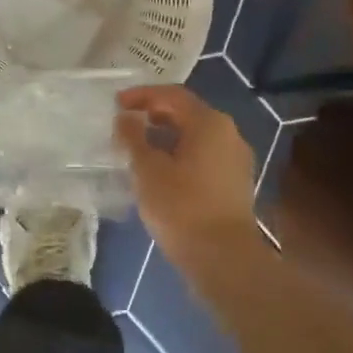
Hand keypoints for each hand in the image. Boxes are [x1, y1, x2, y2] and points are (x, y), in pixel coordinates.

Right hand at [115, 85, 261, 273]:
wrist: (223, 258)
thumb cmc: (182, 207)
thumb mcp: (148, 170)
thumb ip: (134, 138)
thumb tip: (125, 118)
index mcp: (209, 122)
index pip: (172, 95)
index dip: (142, 95)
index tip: (116, 103)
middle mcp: (228, 133)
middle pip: (187, 113)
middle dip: (154, 115)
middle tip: (125, 124)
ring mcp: (235, 159)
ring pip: (196, 137)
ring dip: (166, 137)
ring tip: (138, 148)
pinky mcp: (235, 183)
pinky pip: (203, 156)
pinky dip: (180, 155)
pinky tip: (160, 171)